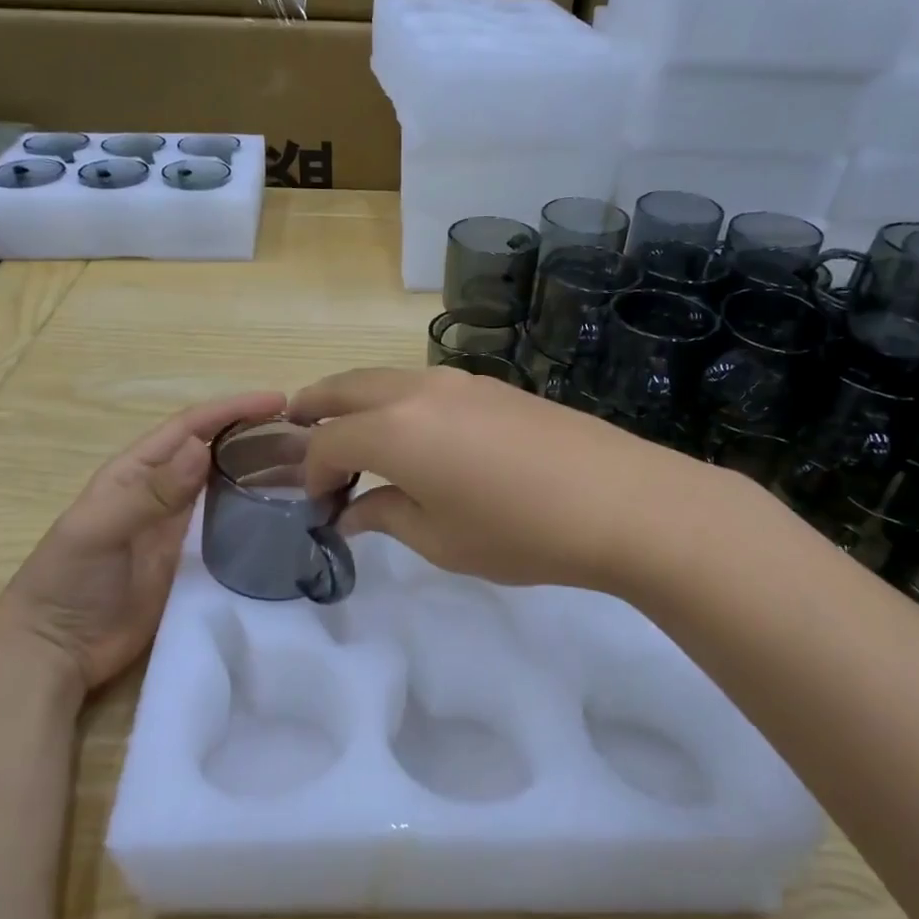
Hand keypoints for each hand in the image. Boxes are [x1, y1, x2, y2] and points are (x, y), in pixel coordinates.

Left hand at [0, 389, 286, 693]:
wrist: (57, 649)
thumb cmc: (69, 580)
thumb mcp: (101, 530)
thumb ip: (151, 492)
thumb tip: (201, 448)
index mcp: (136, 471)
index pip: (190, 426)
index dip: (232, 408)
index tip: (278, 399)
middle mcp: (163, 491)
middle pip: (216, 451)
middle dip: (256, 434)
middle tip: (307, 434)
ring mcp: (179, 527)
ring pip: (228, 486)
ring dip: (262, 471)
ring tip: (307, 467)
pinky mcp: (192, 560)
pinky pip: (230, 526)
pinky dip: (258, 513)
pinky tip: (286, 513)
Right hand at [291, 367, 701, 592]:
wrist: (621, 501)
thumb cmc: (520, 532)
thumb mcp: (441, 539)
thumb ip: (386, 516)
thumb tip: (352, 511)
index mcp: (393, 430)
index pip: (328, 442)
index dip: (312, 472)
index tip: (318, 503)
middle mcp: (418, 391)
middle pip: (346, 388)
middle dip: (315, 410)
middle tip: (296, 430)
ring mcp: (460, 381)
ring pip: (387, 379)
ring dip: (358, 401)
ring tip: (353, 431)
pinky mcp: (494, 385)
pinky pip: (425, 385)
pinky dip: (399, 402)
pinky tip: (415, 433)